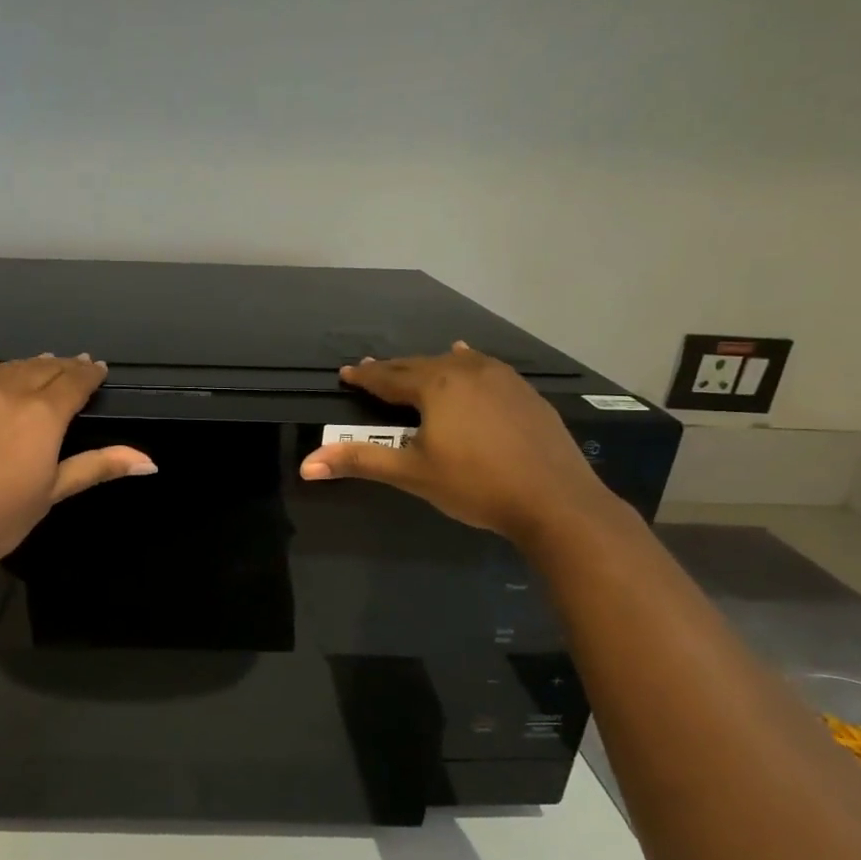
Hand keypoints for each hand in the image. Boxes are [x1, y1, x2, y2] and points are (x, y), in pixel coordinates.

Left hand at [0, 347, 154, 574]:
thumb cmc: (2, 517)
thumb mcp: (54, 491)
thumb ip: (99, 466)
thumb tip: (150, 461)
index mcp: (43, 414)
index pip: (75, 382)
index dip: (90, 374)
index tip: (98, 369)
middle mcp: (9, 391)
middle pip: (43, 368)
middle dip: (63, 367)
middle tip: (74, 366)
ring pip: (8, 367)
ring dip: (29, 364)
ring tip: (42, 364)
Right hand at [299, 341, 615, 547]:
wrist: (554, 499)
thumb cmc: (475, 484)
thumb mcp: (411, 474)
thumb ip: (359, 462)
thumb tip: (306, 465)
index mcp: (435, 386)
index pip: (389, 378)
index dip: (365, 377)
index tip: (346, 373)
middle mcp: (467, 370)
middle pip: (420, 365)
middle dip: (394, 370)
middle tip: (373, 371)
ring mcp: (501, 378)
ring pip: (454, 362)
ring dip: (430, 365)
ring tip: (415, 366)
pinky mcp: (526, 392)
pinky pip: (484, 367)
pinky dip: (466, 364)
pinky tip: (469, 360)